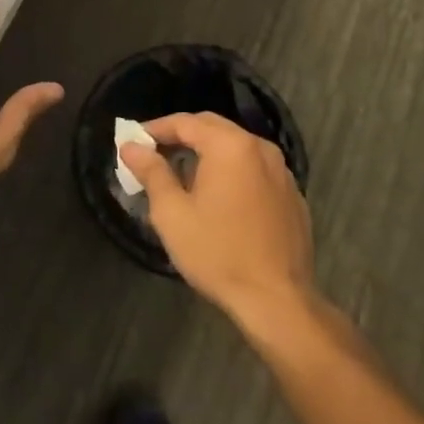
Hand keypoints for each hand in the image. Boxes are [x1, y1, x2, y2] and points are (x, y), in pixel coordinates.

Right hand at [120, 112, 316, 333]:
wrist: (278, 301)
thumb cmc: (218, 253)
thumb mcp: (172, 213)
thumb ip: (152, 172)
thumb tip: (131, 147)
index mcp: (230, 146)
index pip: (185, 122)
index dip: (156, 129)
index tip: (133, 141)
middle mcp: (260, 148)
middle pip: (213, 128)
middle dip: (182, 136)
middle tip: (155, 153)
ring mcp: (282, 171)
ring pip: (236, 148)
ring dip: (208, 153)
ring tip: (183, 174)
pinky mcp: (293, 195)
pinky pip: (254, 170)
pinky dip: (232, 172)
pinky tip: (219, 198)